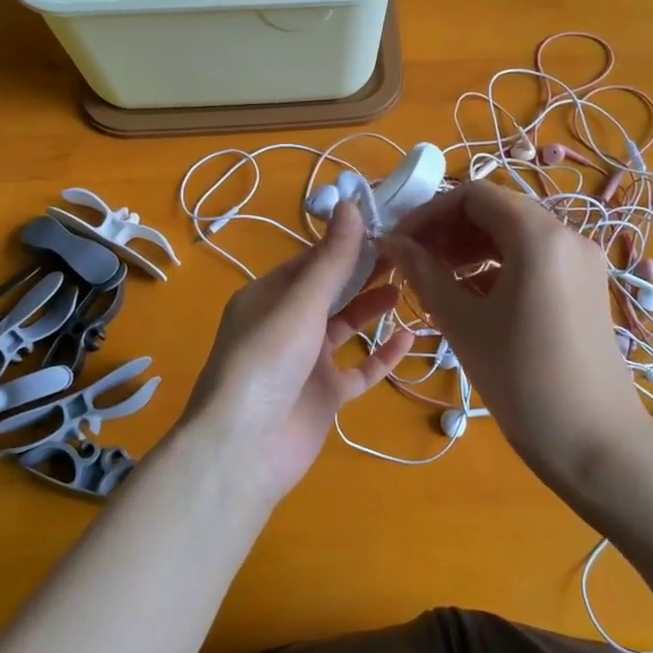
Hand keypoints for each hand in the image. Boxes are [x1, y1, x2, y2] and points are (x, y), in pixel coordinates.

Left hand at [182, 201, 412, 503]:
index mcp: (269, 297)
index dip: (346, 243)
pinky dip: (382, 355)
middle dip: (364, 272)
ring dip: (372, 307)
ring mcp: (306, 362)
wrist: (244, 449)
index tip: (385, 225)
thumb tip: (350, 204)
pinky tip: (408, 338)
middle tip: (407, 252)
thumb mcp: (300, 304)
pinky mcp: (325, 395)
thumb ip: (331, 260)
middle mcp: (286, 325)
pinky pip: (359, 369)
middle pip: (331, 291)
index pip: (311, 261)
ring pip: (345, 327)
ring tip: (409, 285)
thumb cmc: (266, 363)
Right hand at [384, 182, 652, 495]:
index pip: (473, 195)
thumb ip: (424, 273)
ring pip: (515, 234)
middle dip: (449, 230)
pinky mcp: (587, 285)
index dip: (429, 212)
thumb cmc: (521, 380)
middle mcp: (567, 234)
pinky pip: (535, 258)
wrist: (595, 442)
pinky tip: (471, 294)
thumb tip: (391, 242)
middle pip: (497, 211)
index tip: (399, 240)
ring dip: (471, 247)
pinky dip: (499, 266)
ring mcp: (582, 260)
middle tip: (412, 261)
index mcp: (538, 235)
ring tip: (435, 279)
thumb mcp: (463, 323)